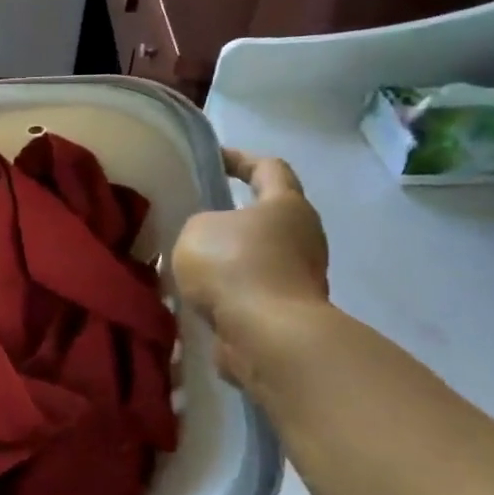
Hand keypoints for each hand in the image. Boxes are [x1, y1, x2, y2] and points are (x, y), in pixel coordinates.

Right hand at [172, 149, 329, 382]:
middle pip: (268, 216)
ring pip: (259, 256)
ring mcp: (301, 277)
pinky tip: (198, 296)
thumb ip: (200, 224)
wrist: (266, 337)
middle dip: (234, 215)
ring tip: (189, 261)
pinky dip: (229, 290)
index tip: (214, 158)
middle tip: (197, 215)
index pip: (269, 168)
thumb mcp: (196, 229)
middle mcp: (304, 237)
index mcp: (287, 205)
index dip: (240, 159)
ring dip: (229, 258)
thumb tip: (209, 238)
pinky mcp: (288, 311)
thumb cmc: (235, 266)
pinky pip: (252, 290)